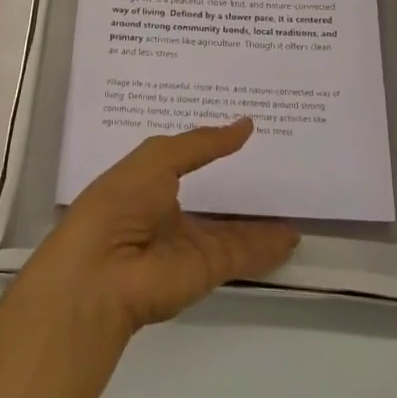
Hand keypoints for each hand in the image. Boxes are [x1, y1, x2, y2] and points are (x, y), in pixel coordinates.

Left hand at [20, 119, 299, 337]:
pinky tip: (293, 234)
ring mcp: (188, 243)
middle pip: (212, 196)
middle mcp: (169, 211)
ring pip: (232, 229)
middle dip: (239, 183)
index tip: (243, 128)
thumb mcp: (158, 157)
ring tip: (294, 200)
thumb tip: (244, 125)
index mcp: (148, 181)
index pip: (186, 159)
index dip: (211, 146)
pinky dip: (268, 246)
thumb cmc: (120, 201)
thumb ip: (203, 143)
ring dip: (260, 219)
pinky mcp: (206, 269)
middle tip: (278, 161)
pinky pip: (243, 253)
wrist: (102, 273)